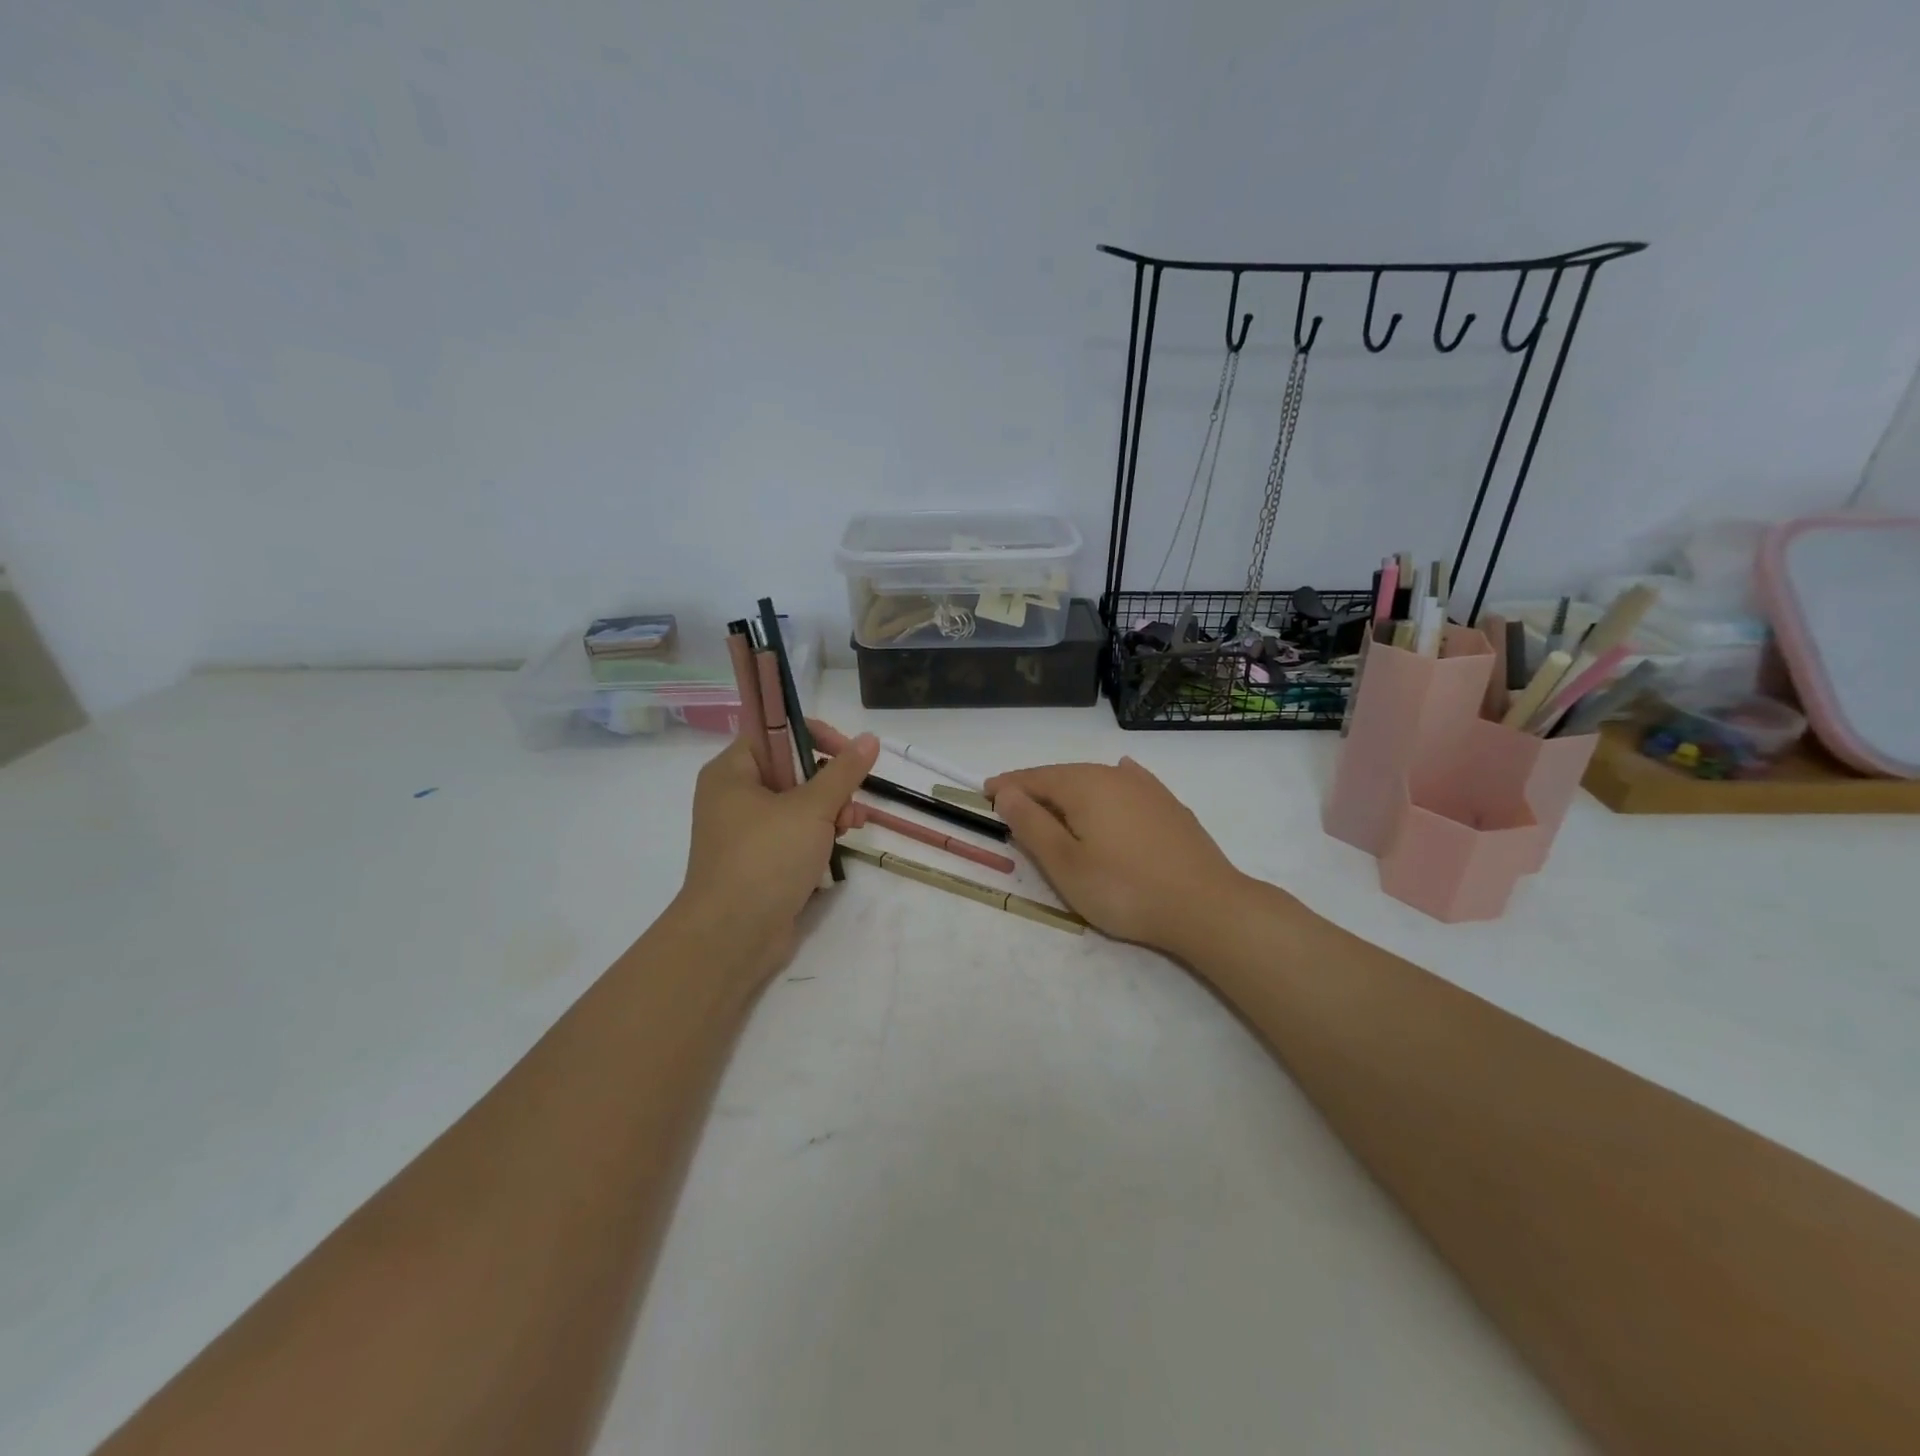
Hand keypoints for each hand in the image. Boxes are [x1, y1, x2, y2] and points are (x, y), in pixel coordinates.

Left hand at [674, 722, 879, 980]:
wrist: (732, 936)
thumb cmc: (766, 859)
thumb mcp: (811, 809)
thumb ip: (843, 772)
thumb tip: (869, 739)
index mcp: (732, 772)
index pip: (773, 730)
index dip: (813, 734)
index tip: (847, 752)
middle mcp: (734, 796)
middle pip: (791, 769)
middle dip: (830, 783)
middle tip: (851, 801)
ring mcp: (745, 832)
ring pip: (798, 804)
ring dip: (831, 810)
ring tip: (851, 828)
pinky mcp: (759, 861)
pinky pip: (794, 834)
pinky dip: (818, 836)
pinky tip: (840, 846)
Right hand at [985, 757, 1246, 957]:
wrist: (1206, 906)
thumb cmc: (1124, 889)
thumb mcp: (1065, 863)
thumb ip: (1031, 824)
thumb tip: (1006, 792)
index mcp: (1083, 785)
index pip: (1033, 778)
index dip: (1007, 786)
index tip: (984, 795)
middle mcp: (1114, 775)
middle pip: (1064, 776)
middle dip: (1036, 788)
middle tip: (1013, 805)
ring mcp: (1147, 788)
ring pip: (1096, 780)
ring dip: (1070, 791)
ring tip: (1054, 806)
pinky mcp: (1170, 805)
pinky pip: (1128, 785)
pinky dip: (1109, 786)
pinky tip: (1118, 778)